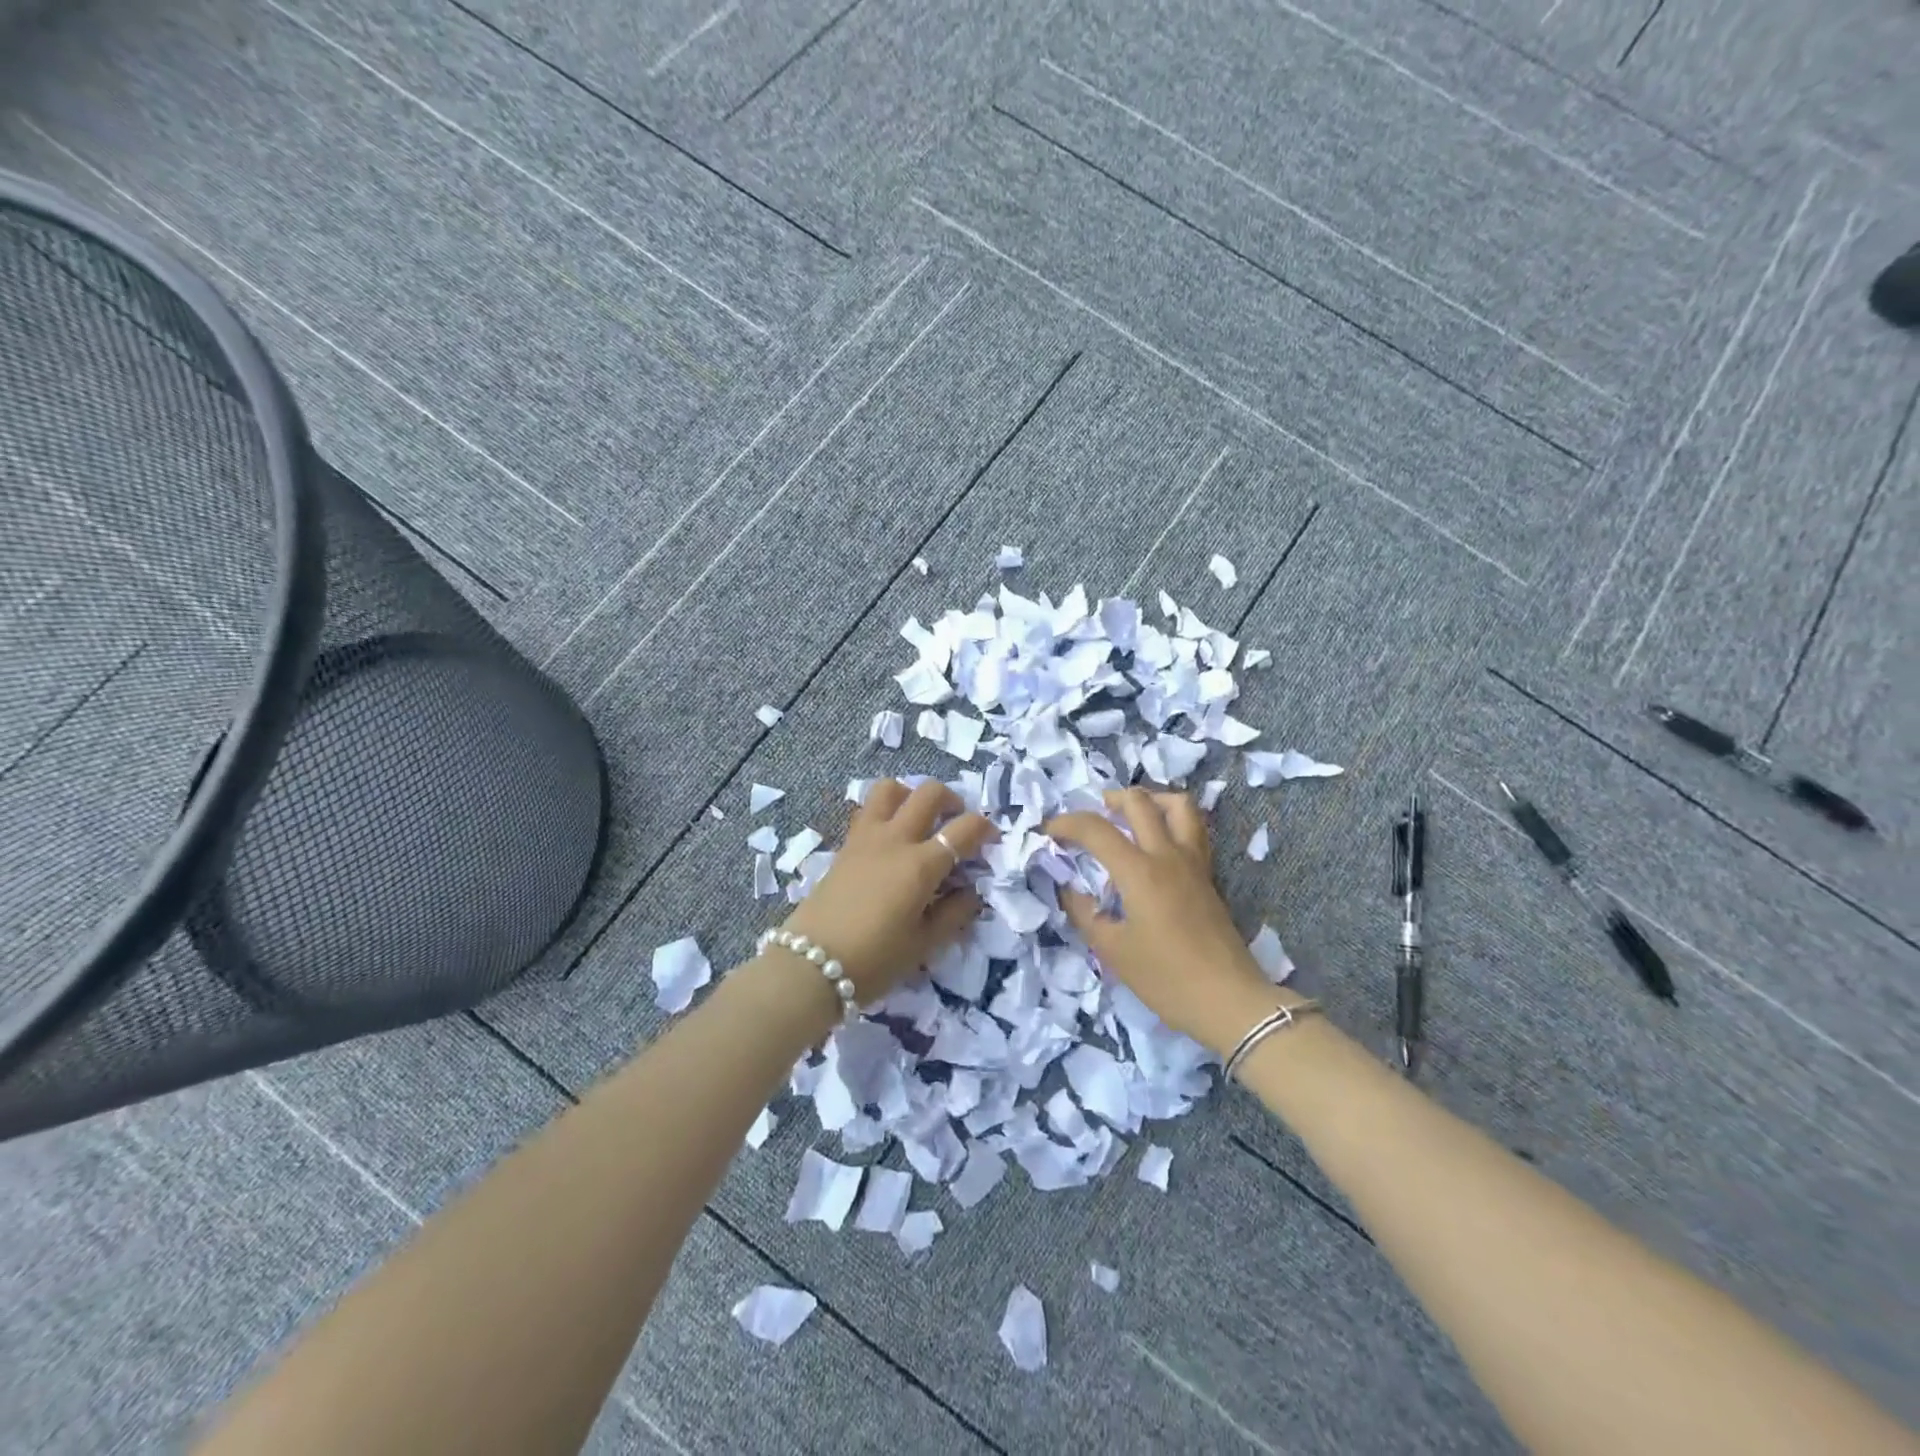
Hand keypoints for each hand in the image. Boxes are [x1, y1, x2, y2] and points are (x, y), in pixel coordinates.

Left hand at [781, 780, 997, 1001]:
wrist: (811, 965)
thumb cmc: (875, 960)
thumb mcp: (924, 945)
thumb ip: (954, 913)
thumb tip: (972, 892)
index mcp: (921, 865)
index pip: (964, 828)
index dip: (985, 829)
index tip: (991, 841)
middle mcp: (895, 840)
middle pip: (928, 793)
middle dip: (952, 799)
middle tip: (956, 822)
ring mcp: (866, 837)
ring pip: (890, 788)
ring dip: (911, 795)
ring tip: (918, 820)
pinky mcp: (846, 845)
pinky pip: (869, 810)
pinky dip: (886, 811)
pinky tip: (891, 840)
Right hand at [1049, 788, 1288, 1054]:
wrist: (1229, 1001)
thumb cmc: (1166, 979)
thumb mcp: (1112, 951)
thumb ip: (1084, 913)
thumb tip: (1067, 888)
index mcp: (1139, 871)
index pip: (1095, 829)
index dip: (1065, 824)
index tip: (1047, 833)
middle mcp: (1167, 855)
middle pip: (1139, 802)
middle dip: (1108, 800)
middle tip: (1089, 820)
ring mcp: (1193, 862)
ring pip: (1178, 805)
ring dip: (1149, 799)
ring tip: (1129, 816)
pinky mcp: (1208, 875)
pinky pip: (1191, 829)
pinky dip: (1170, 820)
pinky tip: (1156, 842)